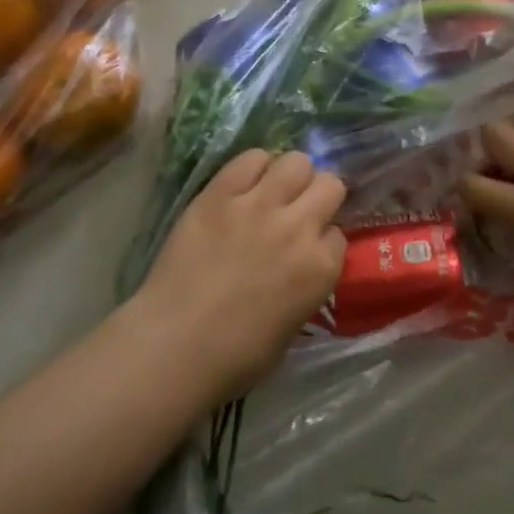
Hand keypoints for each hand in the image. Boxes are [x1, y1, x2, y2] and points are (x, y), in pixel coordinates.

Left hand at [131, 150, 346, 404]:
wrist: (174, 346)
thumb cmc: (236, 355)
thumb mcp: (294, 323)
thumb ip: (308, 283)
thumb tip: (303, 263)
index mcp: (321, 267)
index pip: (339, 233)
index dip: (324, 239)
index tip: (309, 250)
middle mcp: (298, 227)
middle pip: (330, 184)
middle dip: (320, 196)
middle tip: (299, 211)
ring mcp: (258, 205)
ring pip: (297, 162)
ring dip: (292, 176)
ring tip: (274, 192)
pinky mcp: (220, 193)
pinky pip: (250, 158)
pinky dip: (254, 167)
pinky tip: (245, 184)